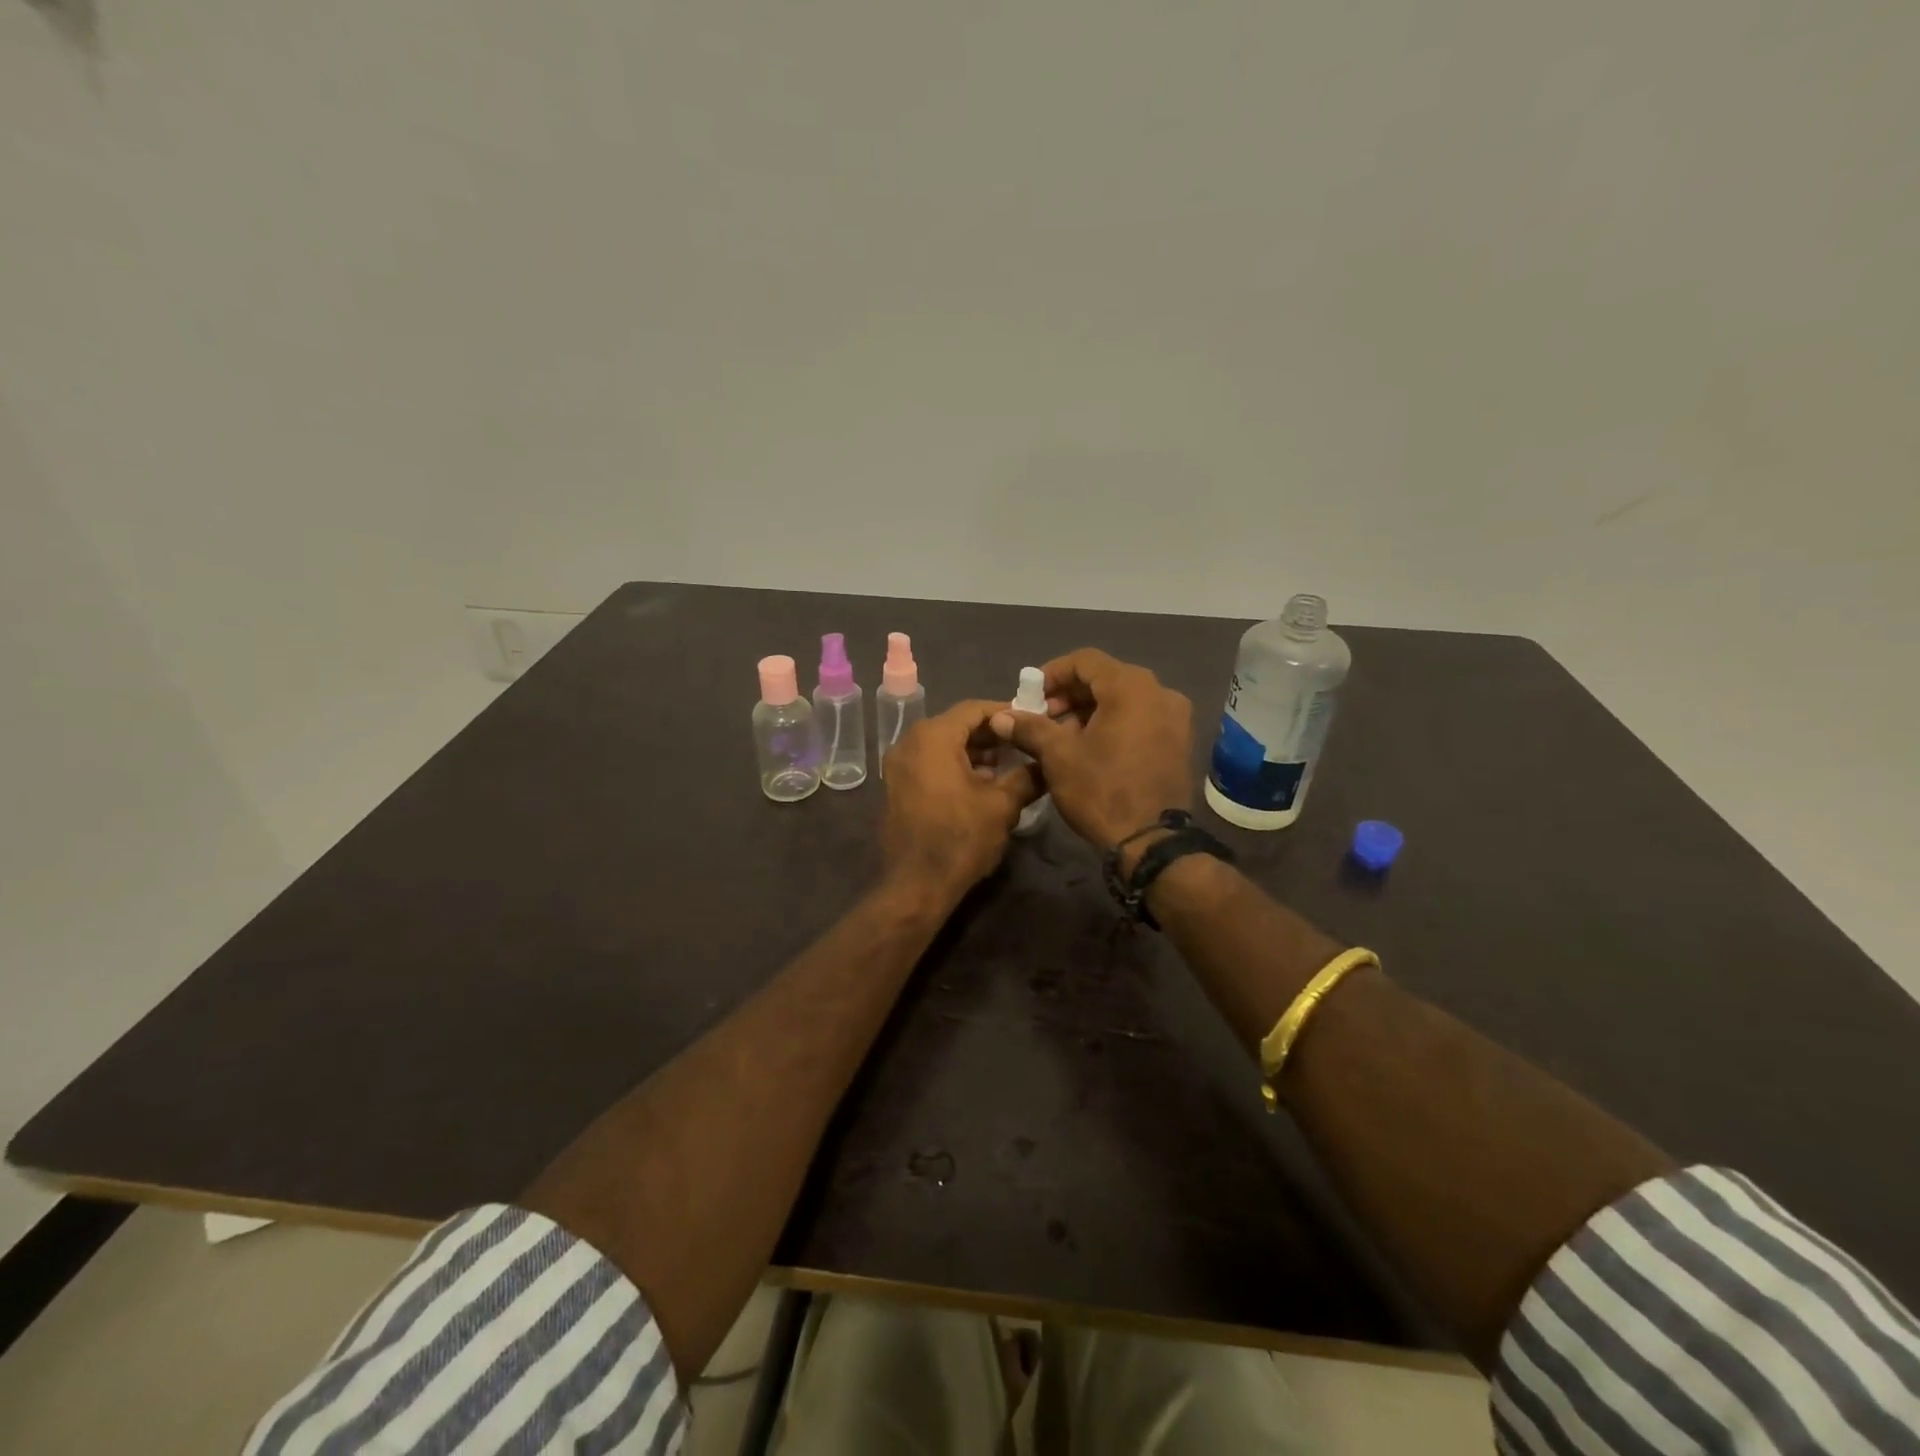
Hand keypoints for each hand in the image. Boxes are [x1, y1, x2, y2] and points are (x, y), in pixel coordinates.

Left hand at [881, 700, 1042, 901]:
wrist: (916, 885)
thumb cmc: (960, 838)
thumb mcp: (1002, 805)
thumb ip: (1027, 776)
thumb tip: (1048, 763)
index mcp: (932, 737)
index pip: (974, 709)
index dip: (1006, 713)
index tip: (1032, 721)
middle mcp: (909, 742)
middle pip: (957, 725)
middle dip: (991, 734)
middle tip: (1023, 744)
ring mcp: (898, 765)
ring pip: (943, 745)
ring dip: (974, 751)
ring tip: (1007, 766)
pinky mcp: (896, 786)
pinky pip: (930, 763)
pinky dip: (954, 765)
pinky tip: (981, 784)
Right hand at [990, 649, 1193, 857]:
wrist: (1151, 842)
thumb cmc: (1101, 790)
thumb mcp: (1058, 757)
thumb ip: (1029, 728)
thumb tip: (1000, 717)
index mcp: (1132, 687)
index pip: (1085, 661)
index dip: (1052, 673)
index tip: (1030, 696)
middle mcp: (1160, 693)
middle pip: (1106, 678)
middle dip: (1070, 695)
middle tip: (1043, 718)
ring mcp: (1175, 718)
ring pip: (1124, 700)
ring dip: (1090, 711)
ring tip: (1062, 737)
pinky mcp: (1179, 742)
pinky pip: (1140, 719)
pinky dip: (1114, 724)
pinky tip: (1091, 749)